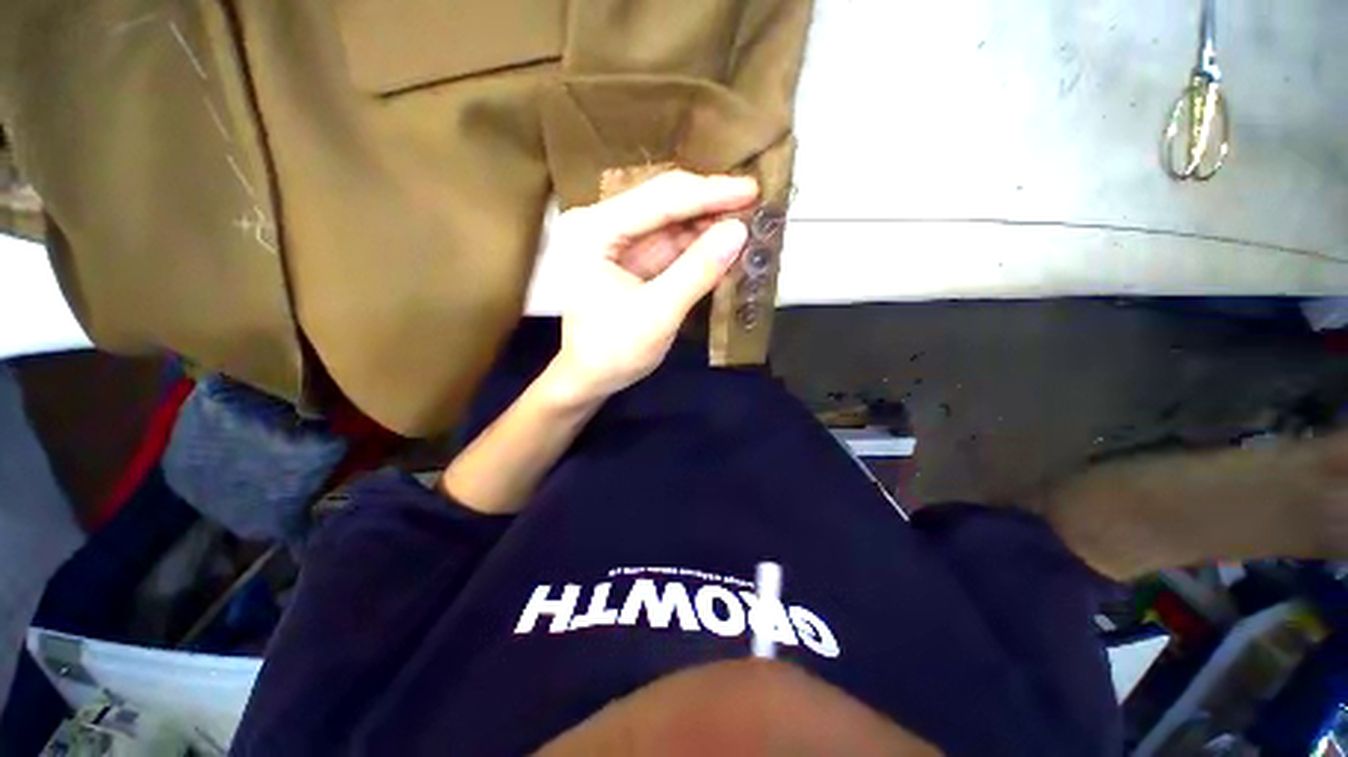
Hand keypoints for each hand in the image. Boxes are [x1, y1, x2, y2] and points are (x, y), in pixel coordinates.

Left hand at [547, 171, 758, 403]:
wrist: (590, 379)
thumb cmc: (613, 352)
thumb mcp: (658, 314)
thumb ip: (697, 272)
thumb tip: (739, 232)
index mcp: (594, 231)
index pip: (659, 200)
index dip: (708, 193)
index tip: (752, 189)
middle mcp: (601, 224)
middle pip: (664, 203)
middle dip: (710, 204)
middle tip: (755, 204)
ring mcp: (616, 241)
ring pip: (671, 222)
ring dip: (708, 224)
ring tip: (747, 222)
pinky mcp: (631, 259)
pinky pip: (670, 244)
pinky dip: (698, 246)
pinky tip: (723, 244)